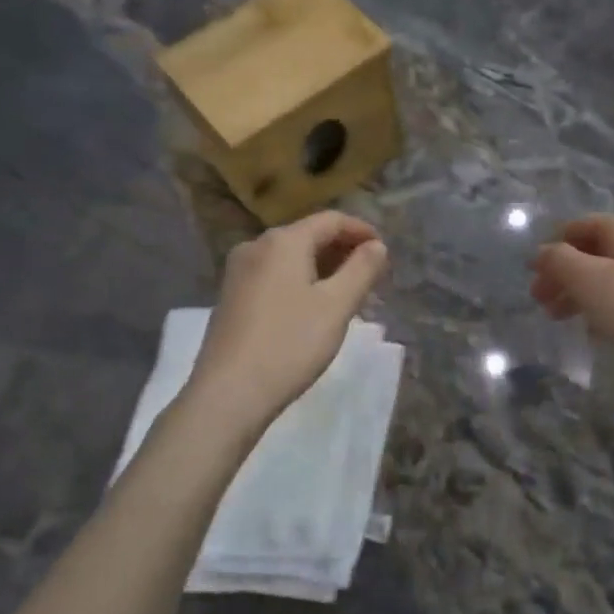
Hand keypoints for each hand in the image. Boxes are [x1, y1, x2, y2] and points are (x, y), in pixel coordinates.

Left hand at [189, 211, 388, 429]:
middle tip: (370, 276)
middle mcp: (256, 246)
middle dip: (342, 250)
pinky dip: (300, 281)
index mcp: (283, 241)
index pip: (331, 220)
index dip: (362, 231)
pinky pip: (274, 275)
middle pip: (308, 235)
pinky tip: (313, 307)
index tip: (384, 252)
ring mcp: (238, 272)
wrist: (228, 393)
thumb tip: (377, 246)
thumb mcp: (337, 306)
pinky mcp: (231, 296)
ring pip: (291, 257)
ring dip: (322, 267)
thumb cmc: (290, 344)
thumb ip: (361, 269)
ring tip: (347, 293)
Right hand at [529, 214, 613, 385]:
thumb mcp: (589, 282)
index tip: (532, 279)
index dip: (549, 250)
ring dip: (581, 292)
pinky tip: (596, 328)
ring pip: (609, 271)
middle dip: (563, 275)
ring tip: (561, 319)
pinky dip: (605, 302)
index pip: (575, 227)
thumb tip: (543, 251)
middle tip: (541, 304)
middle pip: (592, 250)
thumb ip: (559, 261)